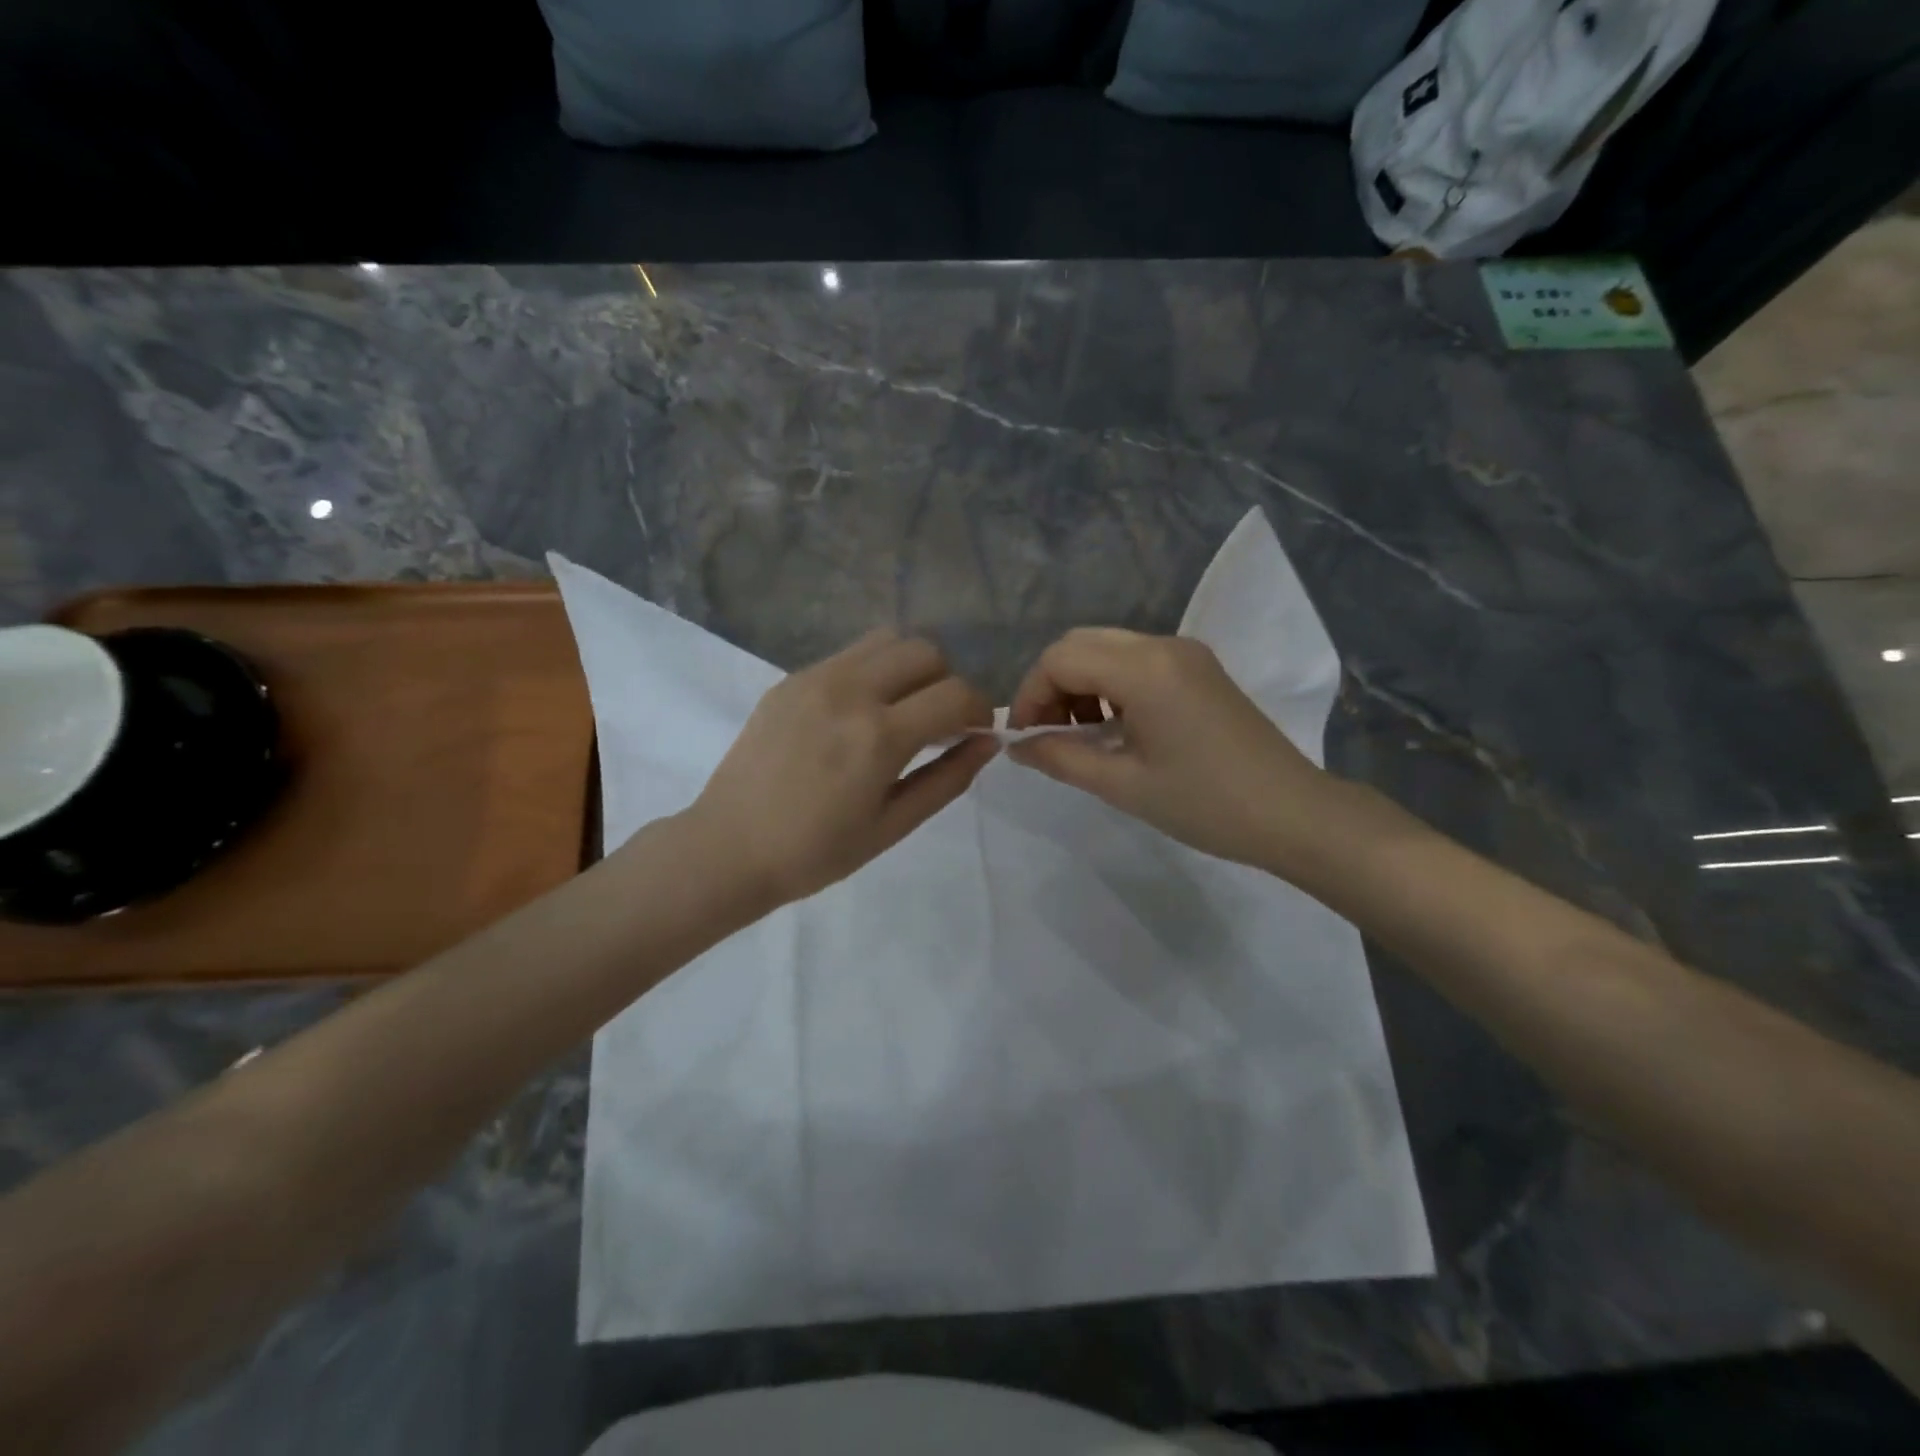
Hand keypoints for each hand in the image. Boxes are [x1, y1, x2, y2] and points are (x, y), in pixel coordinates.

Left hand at [685, 631, 996, 907]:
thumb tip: (989, 741)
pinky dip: (873, 671)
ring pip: (887, 640)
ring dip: (910, 667)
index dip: (980, 709)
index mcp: (879, 736)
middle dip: (947, 682)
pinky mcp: (791, 679)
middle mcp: (850, 691)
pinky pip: (849, 655)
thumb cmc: (816, 852)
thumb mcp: (893, 825)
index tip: (975, 732)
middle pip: (925, 651)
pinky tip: (859, 713)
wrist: (728, 847)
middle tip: (938, 723)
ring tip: (901, 709)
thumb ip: (948, 778)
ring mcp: (815, 678)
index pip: (956, 693)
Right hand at [1006, 627, 1327, 866]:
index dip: (1029, 695)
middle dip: (1051, 686)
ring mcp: (1186, 653)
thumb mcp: (1122, 785)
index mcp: (1144, 669)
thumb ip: (1060, 758)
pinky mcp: (1199, 668)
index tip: (1024, 738)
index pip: (1060, 659)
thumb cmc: (1205, 804)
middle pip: (1080, 644)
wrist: (1293, 813)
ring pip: (1107, 649)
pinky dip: (1110, 685)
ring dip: (1080, 684)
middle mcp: (1163, 645)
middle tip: (1047, 735)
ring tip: (1081, 736)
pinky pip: (1136, 660)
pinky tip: (1115, 728)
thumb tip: (1017, 746)